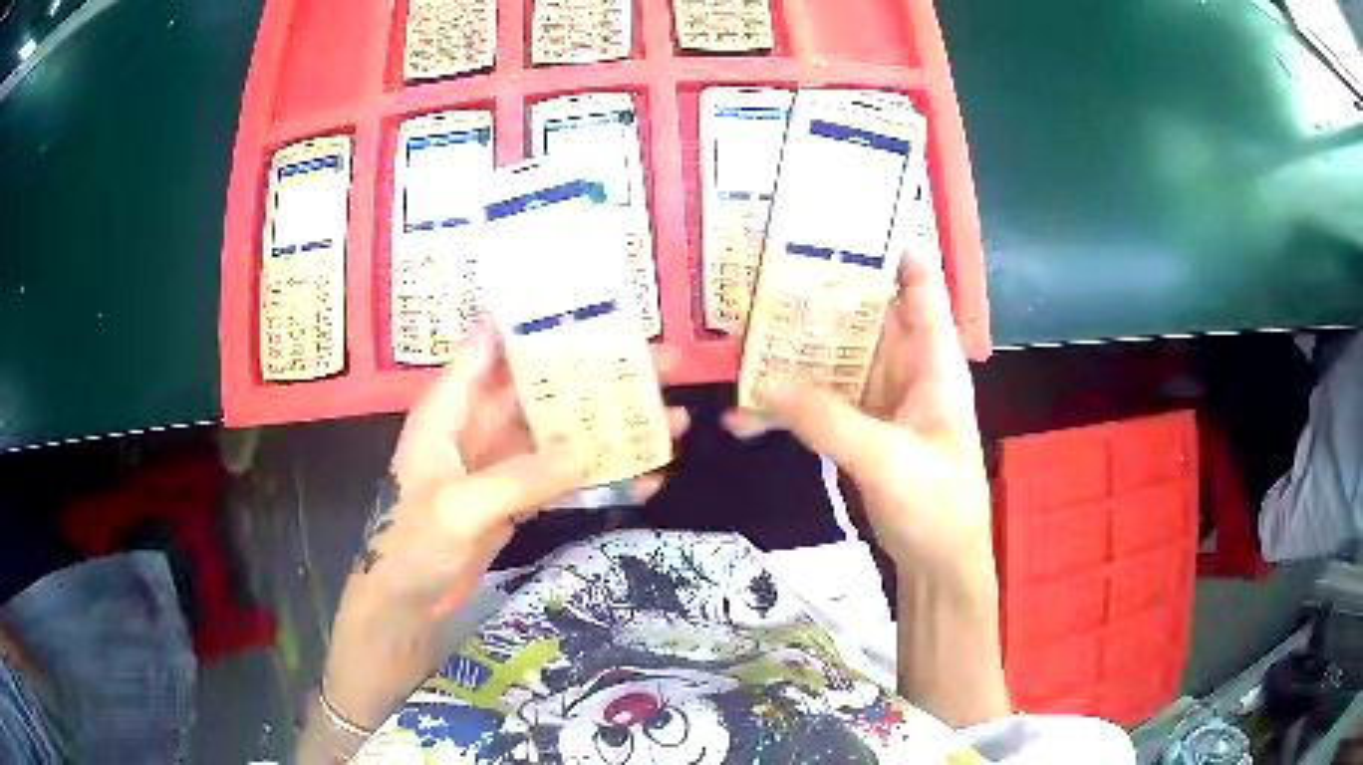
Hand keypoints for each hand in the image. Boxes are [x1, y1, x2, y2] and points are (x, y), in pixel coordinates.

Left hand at [384, 325, 690, 613]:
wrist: (408, 601)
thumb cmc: (412, 545)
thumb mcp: (460, 507)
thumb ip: (519, 478)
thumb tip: (585, 455)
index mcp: (450, 409)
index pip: (491, 346)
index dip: (537, 323)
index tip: (593, 310)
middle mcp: (478, 424)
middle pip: (542, 386)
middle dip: (596, 374)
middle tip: (660, 365)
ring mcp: (501, 462)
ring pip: (561, 431)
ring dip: (609, 426)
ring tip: (670, 420)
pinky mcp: (518, 496)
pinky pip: (564, 476)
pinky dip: (600, 477)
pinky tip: (645, 479)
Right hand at [726, 252, 989, 577]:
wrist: (939, 567)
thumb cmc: (935, 505)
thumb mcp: (884, 457)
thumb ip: (825, 419)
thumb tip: (761, 383)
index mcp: (933, 361)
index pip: (919, 285)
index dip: (889, 248)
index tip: (838, 223)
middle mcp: (908, 370)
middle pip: (864, 317)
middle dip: (818, 297)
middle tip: (762, 275)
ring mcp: (883, 401)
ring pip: (835, 361)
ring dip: (793, 355)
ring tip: (740, 339)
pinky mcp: (862, 431)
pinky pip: (822, 405)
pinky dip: (789, 409)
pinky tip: (746, 417)